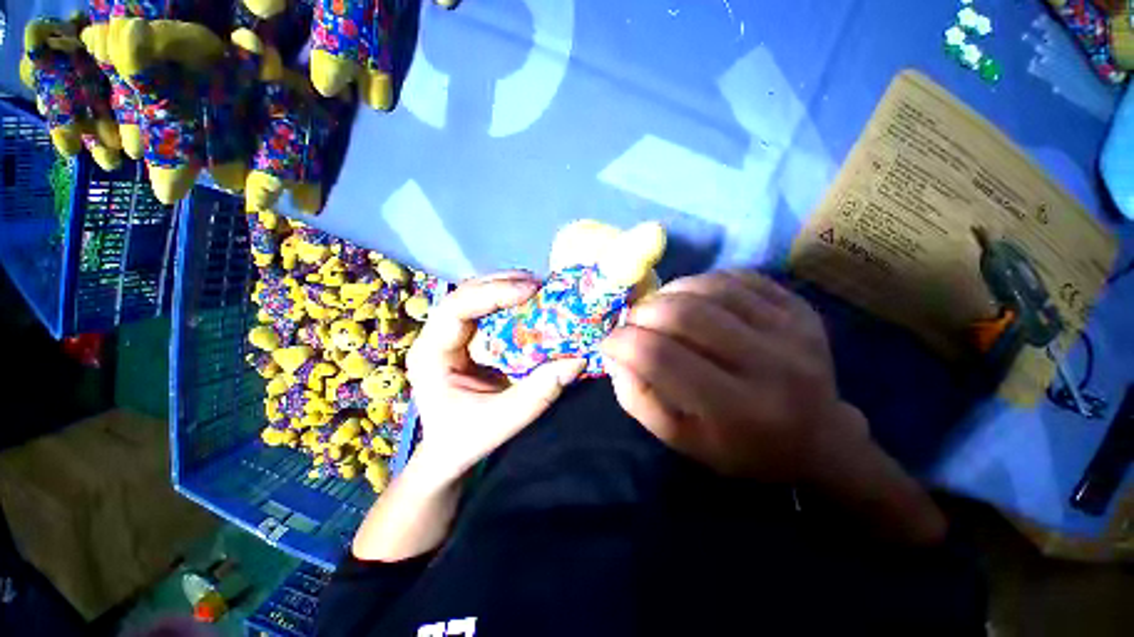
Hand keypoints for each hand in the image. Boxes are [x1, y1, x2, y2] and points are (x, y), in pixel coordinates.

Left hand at [406, 271, 585, 481]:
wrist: (450, 451)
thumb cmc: (466, 439)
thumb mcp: (502, 421)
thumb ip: (538, 392)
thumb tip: (577, 360)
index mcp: (431, 355)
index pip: (456, 309)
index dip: (493, 294)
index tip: (530, 290)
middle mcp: (437, 337)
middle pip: (465, 294)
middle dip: (502, 284)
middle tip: (539, 284)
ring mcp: (451, 334)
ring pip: (475, 296)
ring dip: (506, 287)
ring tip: (537, 287)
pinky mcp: (467, 337)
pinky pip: (487, 309)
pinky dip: (509, 301)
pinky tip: (530, 301)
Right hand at [601, 269, 863, 481]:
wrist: (820, 438)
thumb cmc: (742, 448)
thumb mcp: (681, 439)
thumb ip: (638, 398)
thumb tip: (614, 353)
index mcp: (737, 409)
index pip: (661, 357)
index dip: (623, 342)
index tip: (610, 342)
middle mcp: (769, 365)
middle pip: (684, 314)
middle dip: (643, 312)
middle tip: (634, 322)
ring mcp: (791, 329)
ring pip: (709, 287)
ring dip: (669, 292)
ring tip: (660, 309)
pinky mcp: (800, 307)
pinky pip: (737, 277)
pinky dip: (702, 282)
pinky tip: (694, 299)